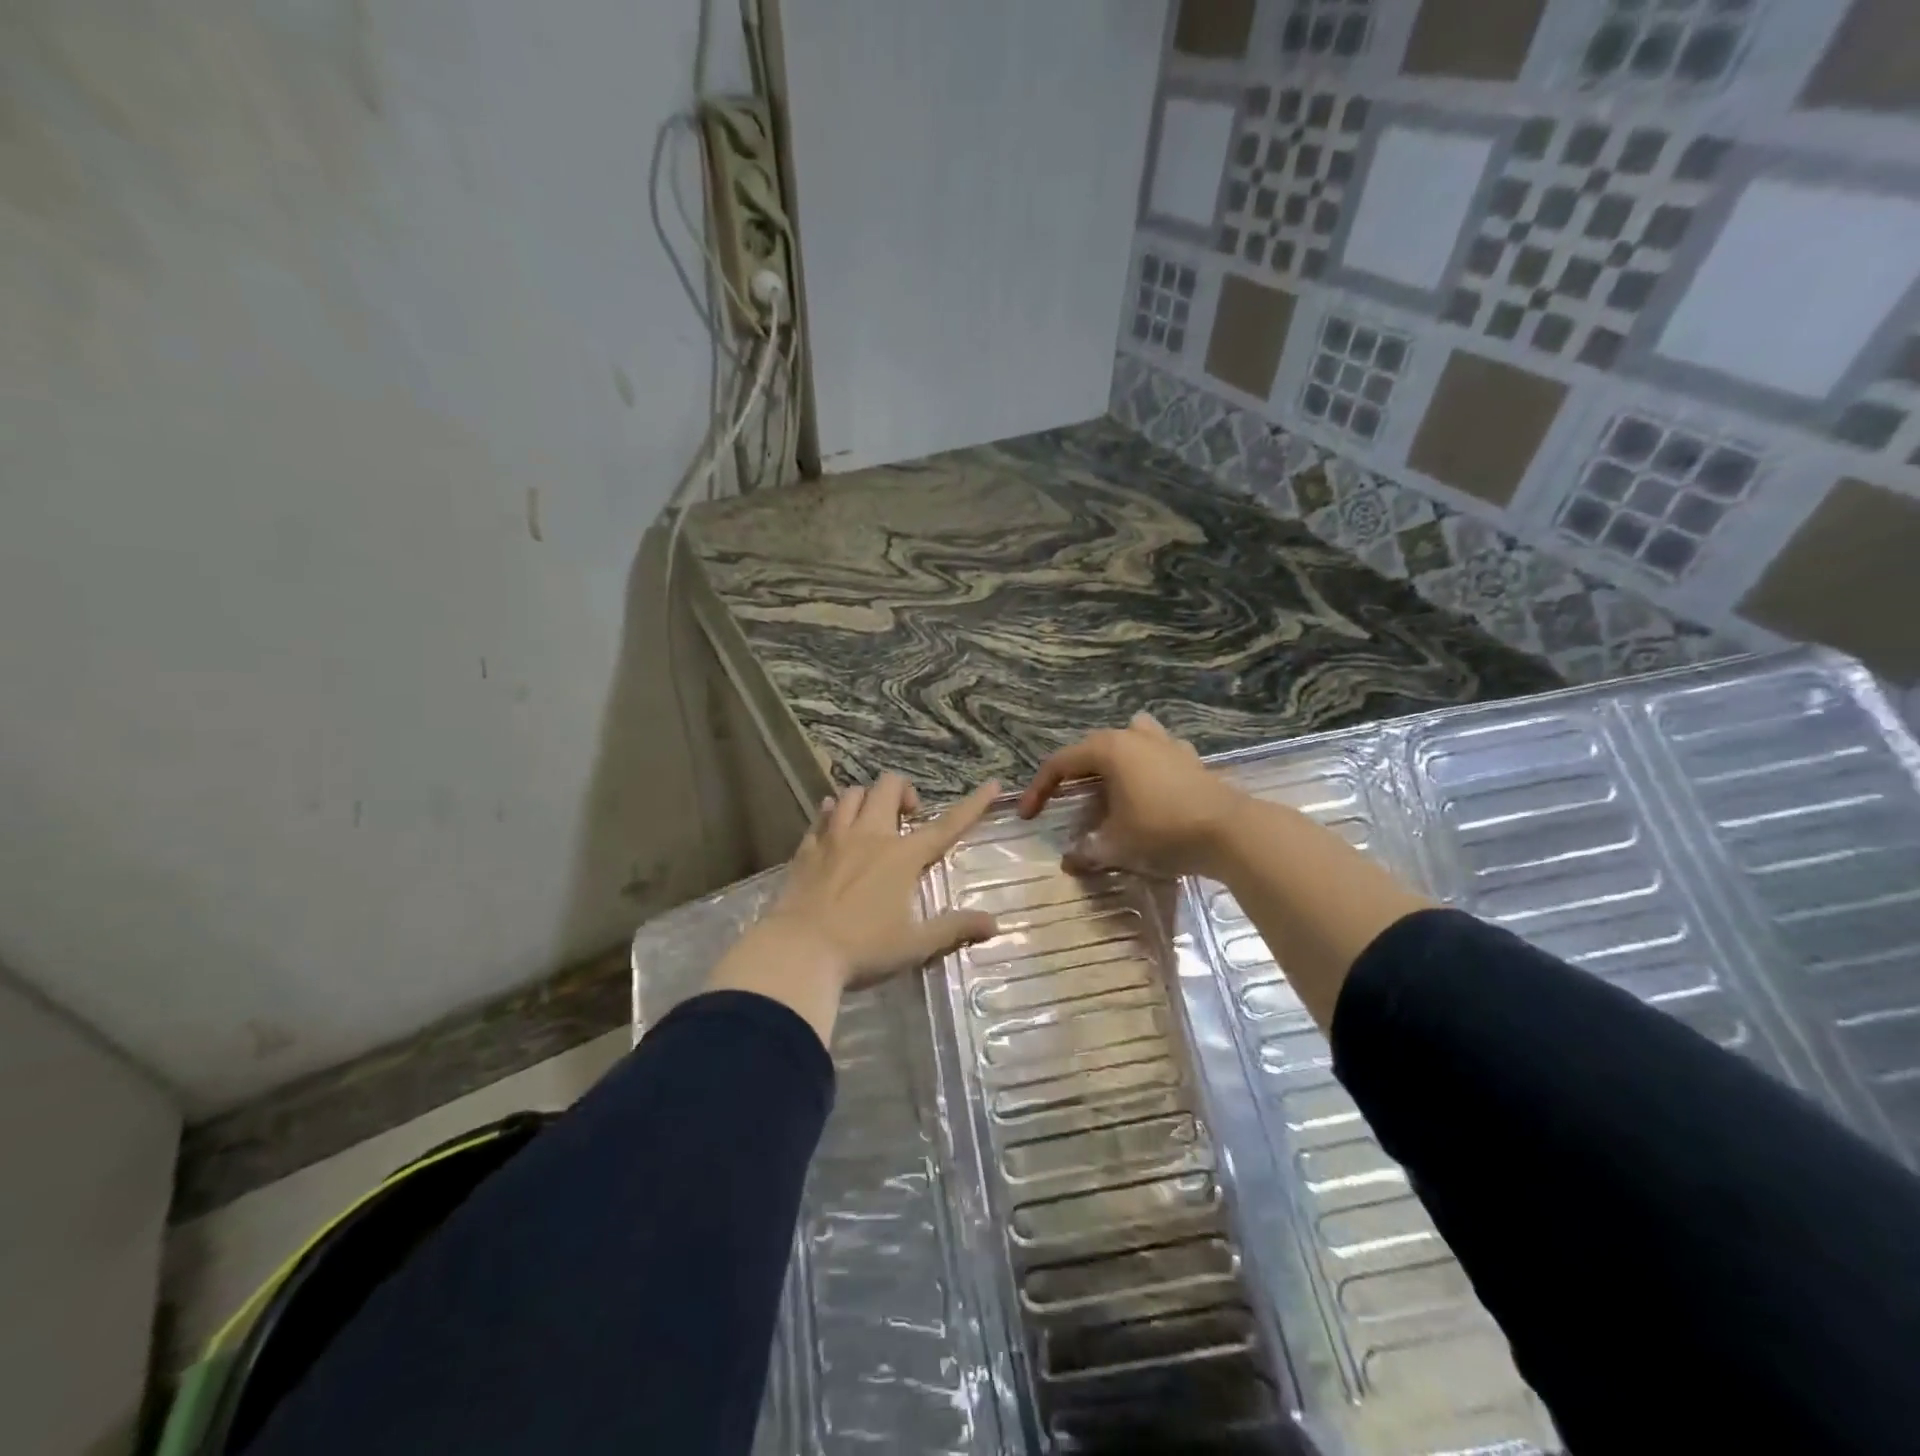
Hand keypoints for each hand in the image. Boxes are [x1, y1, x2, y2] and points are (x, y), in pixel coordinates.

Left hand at [762, 772, 1001, 989]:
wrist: (798, 952)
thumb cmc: (863, 949)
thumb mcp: (915, 944)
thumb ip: (954, 929)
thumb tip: (994, 924)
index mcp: (902, 856)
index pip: (946, 825)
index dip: (973, 804)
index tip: (993, 784)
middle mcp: (870, 836)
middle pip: (888, 787)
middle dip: (904, 791)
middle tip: (908, 818)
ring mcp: (834, 838)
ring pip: (852, 794)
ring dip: (867, 799)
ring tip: (871, 821)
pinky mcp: (807, 849)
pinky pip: (821, 816)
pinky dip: (832, 813)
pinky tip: (833, 824)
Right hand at [1018, 713, 1247, 877]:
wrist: (1229, 832)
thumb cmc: (1162, 830)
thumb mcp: (1116, 845)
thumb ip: (1087, 850)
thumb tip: (1069, 860)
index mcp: (1108, 750)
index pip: (1059, 764)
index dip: (1038, 790)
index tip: (1028, 817)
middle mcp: (1134, 737)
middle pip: (1091, 749)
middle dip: (1074, 776)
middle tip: (1065, 804)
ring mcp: (1166, 743)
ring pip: (1129, 739)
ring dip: (1113, 760)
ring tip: (1108, 786)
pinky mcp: (1190, 758)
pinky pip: (1158, 752)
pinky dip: (1146, 766)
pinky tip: (1150, 787)